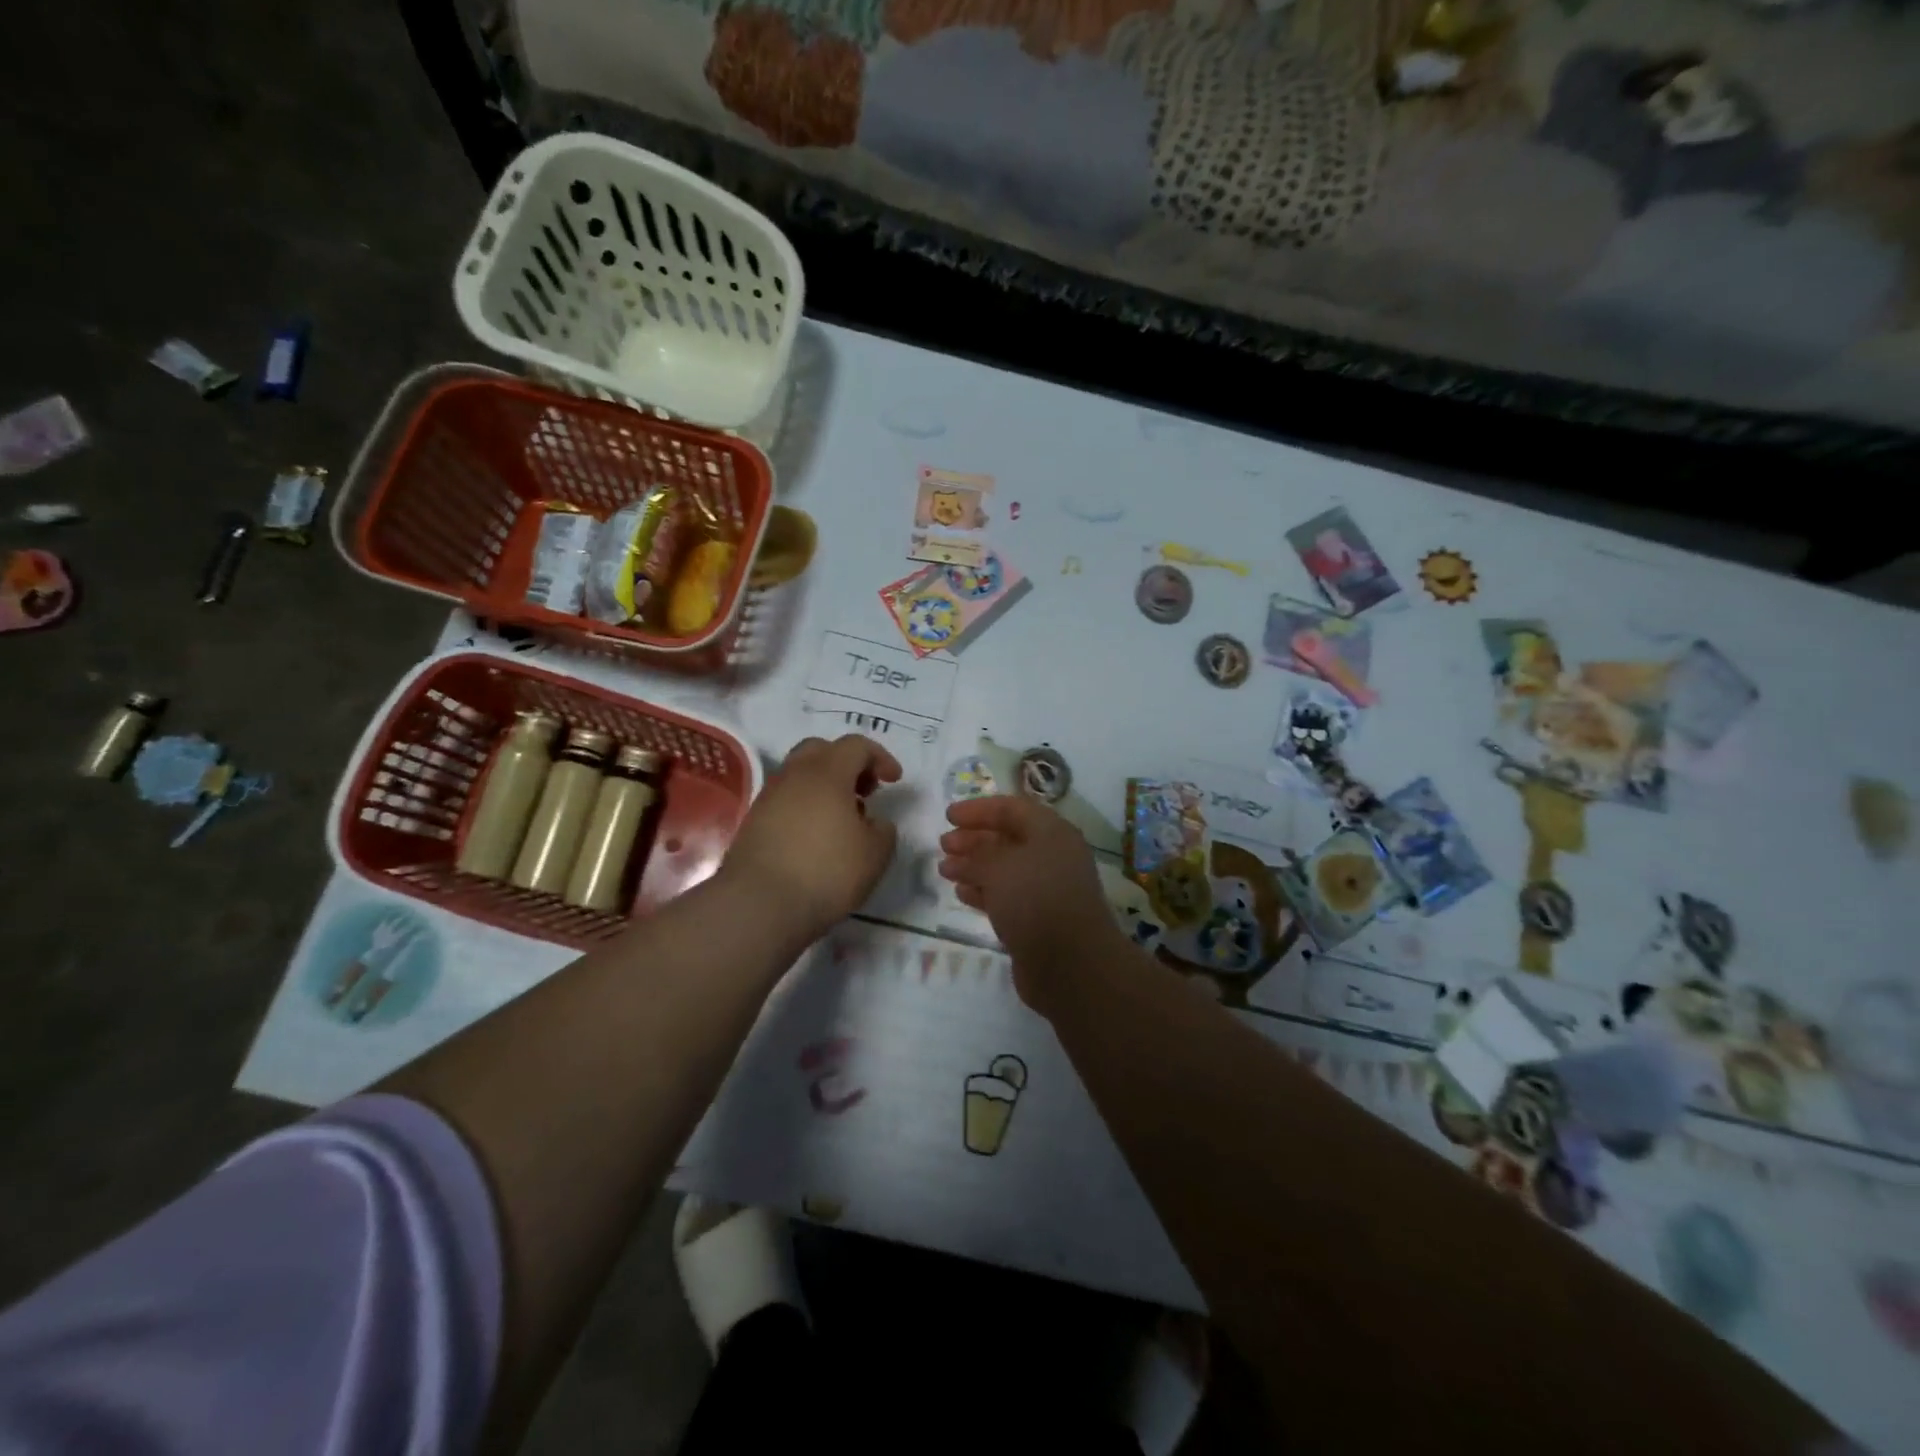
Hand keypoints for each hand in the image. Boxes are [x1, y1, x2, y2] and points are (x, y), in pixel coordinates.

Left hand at [721, 735, 901, 943]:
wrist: (758, 904)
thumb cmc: (826, 871)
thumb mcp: (875, 854)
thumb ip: (883, 830)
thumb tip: (873, 822)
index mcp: (827, 772)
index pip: (856, 746)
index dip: (880, 757)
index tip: (894, 781)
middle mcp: (794, 775)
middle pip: (821, 750)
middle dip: (847, 764)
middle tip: (864, 791)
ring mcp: (769, 797)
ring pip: (800, 775)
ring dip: (825, 787)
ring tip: (843, 820)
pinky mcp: (754, 822)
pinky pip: (786, 800)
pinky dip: (806, 807)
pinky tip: (817, 837)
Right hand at [938, 795, 1125, 1009]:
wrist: (1071, 965)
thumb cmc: (1036, 900)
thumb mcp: (1000, 867)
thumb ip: (977, 855)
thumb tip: (961, 855)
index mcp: (1052, 832)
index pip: (1012, 809)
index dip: (979, 809)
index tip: (948, 816)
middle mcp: (1052, 856)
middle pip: (1008, 838)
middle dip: (974, 839)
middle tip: (943, 844)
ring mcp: (1047, 889)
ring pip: (1005, 869)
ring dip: (974, 866)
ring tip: (944, 870)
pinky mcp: (1039, 919)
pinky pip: (1007, 896)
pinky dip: (983, 891)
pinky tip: (962, 893)